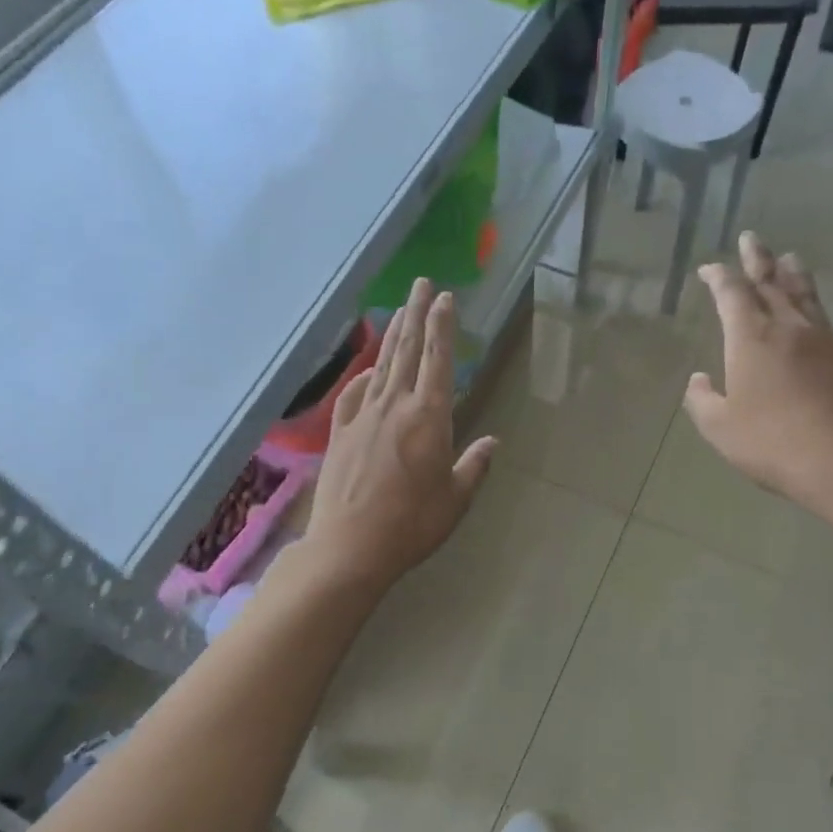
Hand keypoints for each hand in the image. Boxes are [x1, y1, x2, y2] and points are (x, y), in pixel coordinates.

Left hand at [304, 278, 495, 591]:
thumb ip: (474, 466)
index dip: (442, 327)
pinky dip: (363, 377)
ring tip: (400, 311)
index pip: (437, 361)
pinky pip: (353, 395)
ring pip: (381, 367)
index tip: (445, 298)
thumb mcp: (455, 500)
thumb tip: (492, 442)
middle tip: (422, 284)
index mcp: (428, 419)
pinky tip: (369, 372)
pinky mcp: (340, 434)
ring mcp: (363, 418)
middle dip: (417, 314)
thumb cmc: (411, 525)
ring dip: (393, 336)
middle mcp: (394, 408)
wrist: (350, 547)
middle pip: (407, 352)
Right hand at [685, 232, 832, 530]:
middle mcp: (790, 328)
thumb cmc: (775, 445)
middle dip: (758, 260)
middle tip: (752, 238)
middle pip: (773, 282)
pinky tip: (813, 318)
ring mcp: (827, 341)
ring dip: (793, 274)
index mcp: (752, 338)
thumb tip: (699, 380)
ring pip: (806, 296)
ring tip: (790, 258)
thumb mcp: (721, 429)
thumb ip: (703, 401)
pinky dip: (812, 309)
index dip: (719, 277)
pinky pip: (825, 321)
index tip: (709, 268)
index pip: (733, 294)